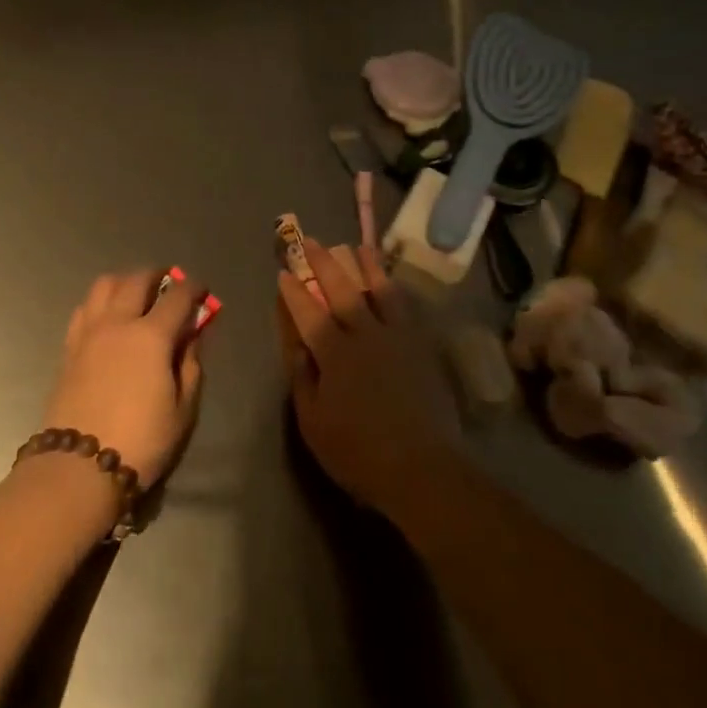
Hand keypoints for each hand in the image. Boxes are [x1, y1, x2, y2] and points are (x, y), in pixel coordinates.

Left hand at [43, 270, 208, 488]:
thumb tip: (191, 336)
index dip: (193, 288)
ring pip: (105, 285)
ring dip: (125, 281)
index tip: (201, 292)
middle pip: (138, 279)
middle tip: (169, 284)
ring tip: (136, 294)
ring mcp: (89, 332)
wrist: (79, 467)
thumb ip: (190, 365)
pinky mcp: (69, 347)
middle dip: (158, 275)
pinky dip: (100, 302)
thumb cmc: (141, 441)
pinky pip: (85, 308)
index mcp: (152, 336)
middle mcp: (119, 323)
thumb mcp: (182, 409)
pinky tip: (108, 317)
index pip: (177, 296)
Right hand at [275, 240, 459, 515]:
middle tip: (311, 241)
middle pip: (342, 290)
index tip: (283, 271)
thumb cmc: (358, 452)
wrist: (422, 467)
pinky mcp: (420, 346)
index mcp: (334, 354)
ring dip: (366, 265)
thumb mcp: (314, 422)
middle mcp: (364, 335)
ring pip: (379, 290)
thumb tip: (298, 346)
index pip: (308, 313)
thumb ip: (304, 379)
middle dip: (323, 263)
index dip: (293, 291)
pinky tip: (391, 281)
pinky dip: (394, 288)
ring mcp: (396, 337)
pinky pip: (405, 306)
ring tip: (356, 246)